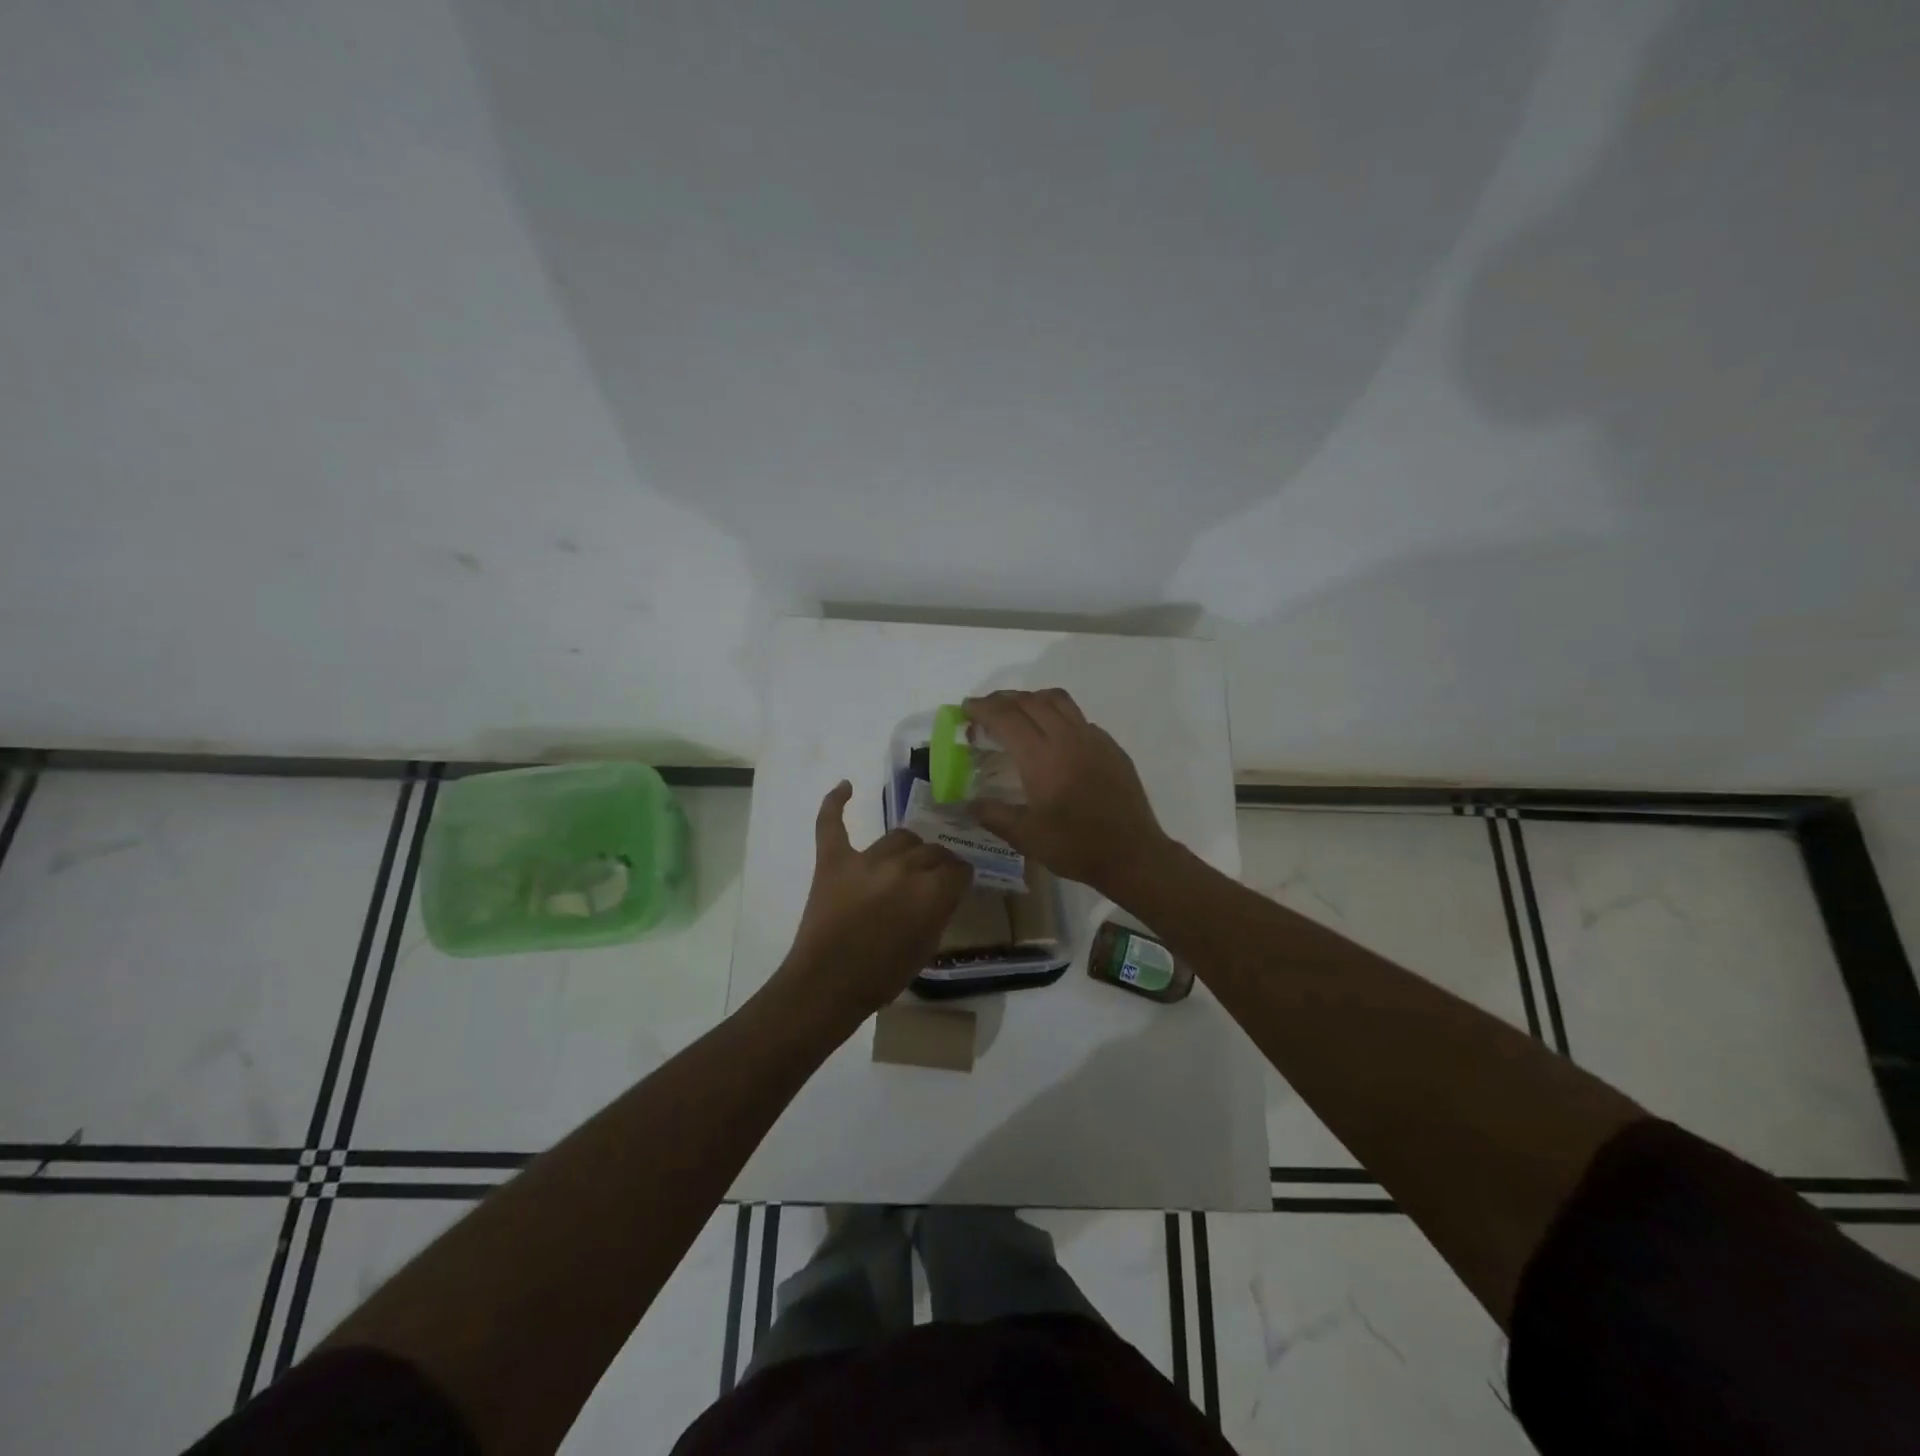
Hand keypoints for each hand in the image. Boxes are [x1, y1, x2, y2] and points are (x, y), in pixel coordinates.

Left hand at [773, 781, 970, 1023]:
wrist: (827, 984)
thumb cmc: (883, 975)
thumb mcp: (928, 947)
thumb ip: (940, 910)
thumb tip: (944, 889)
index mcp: (933, 891)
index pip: (959, 868)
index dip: (959, 877)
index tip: (956, 885)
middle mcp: (904, 866)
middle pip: (931, 850)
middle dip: (937, 864)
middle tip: (929, 881)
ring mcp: (866, 859)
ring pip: (899, 837)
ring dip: (907, 849)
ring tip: (904, 862)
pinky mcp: (833, 860)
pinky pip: (832, 823)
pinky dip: (835, 803)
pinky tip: (846, 786)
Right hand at [962, 689, 1171, 895]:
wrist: (1132, 854)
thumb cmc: (1076, 846)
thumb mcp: (1026, 837)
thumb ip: (993, 814)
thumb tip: (968, 803)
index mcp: (1042, 757)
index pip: (1006, 717)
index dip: (983, 708)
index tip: (966, 709)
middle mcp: (1067, 738)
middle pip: (1030, 701)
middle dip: (1003, 699)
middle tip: (985, 709)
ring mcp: (1093, 739)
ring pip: (1058, 701)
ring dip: (1032, 699)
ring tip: (1017, 711)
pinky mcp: (1111, 747)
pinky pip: (1079, 718)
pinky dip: (1058, 715)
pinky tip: (1053, 737)